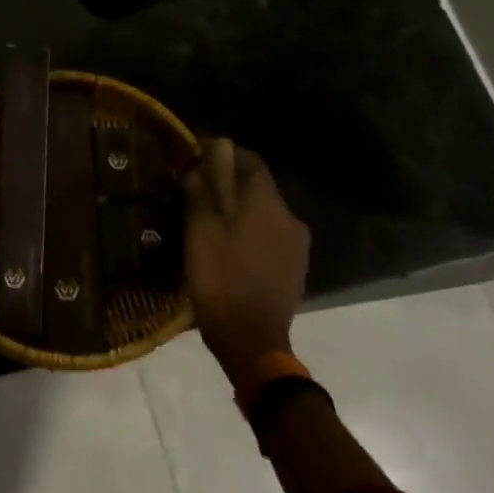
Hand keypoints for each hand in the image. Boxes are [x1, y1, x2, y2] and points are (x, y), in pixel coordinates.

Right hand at [183, 138, 309, 381]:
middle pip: (258, 188)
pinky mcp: (295, 269)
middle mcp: (290, 218)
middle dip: (228, 184)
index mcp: (268, 204)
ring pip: (264, 214)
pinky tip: (227, 248)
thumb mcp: (199, 231)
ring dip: (239, 211)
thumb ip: (201, 192)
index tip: (197, 155)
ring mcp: (297, 246)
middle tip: (196, 191)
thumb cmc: (220, 278)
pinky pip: (269, 238)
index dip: (224, 153)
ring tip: (208, 222)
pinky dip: (248, 233)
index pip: (250, 162)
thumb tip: (200, 164)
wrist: (251, 339)